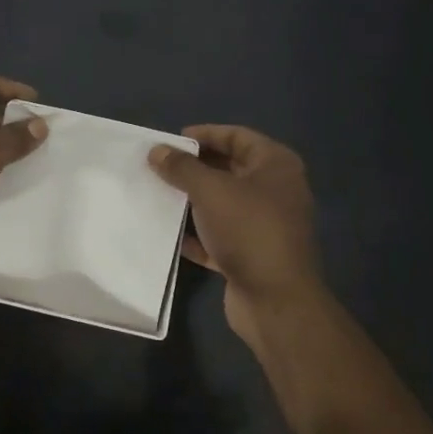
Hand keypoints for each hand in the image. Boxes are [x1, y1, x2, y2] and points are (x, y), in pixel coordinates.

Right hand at [147, 125, 324, 348]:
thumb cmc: (248, 230)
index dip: (205, 134)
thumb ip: (181, 167)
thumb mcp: (210, 190)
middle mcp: (275, 191)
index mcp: (275, 166)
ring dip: (192, 200)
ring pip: (222, 204)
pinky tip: (170, 234)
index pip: (237, 136)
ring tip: (159, 195)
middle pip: (229, 169)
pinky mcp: (251, 254)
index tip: (172, 141)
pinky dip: (197, 234)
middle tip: (160, 167)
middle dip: (195, 168)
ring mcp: (264, 225)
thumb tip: (157, 150)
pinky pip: (219, 236)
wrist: (275, 299)